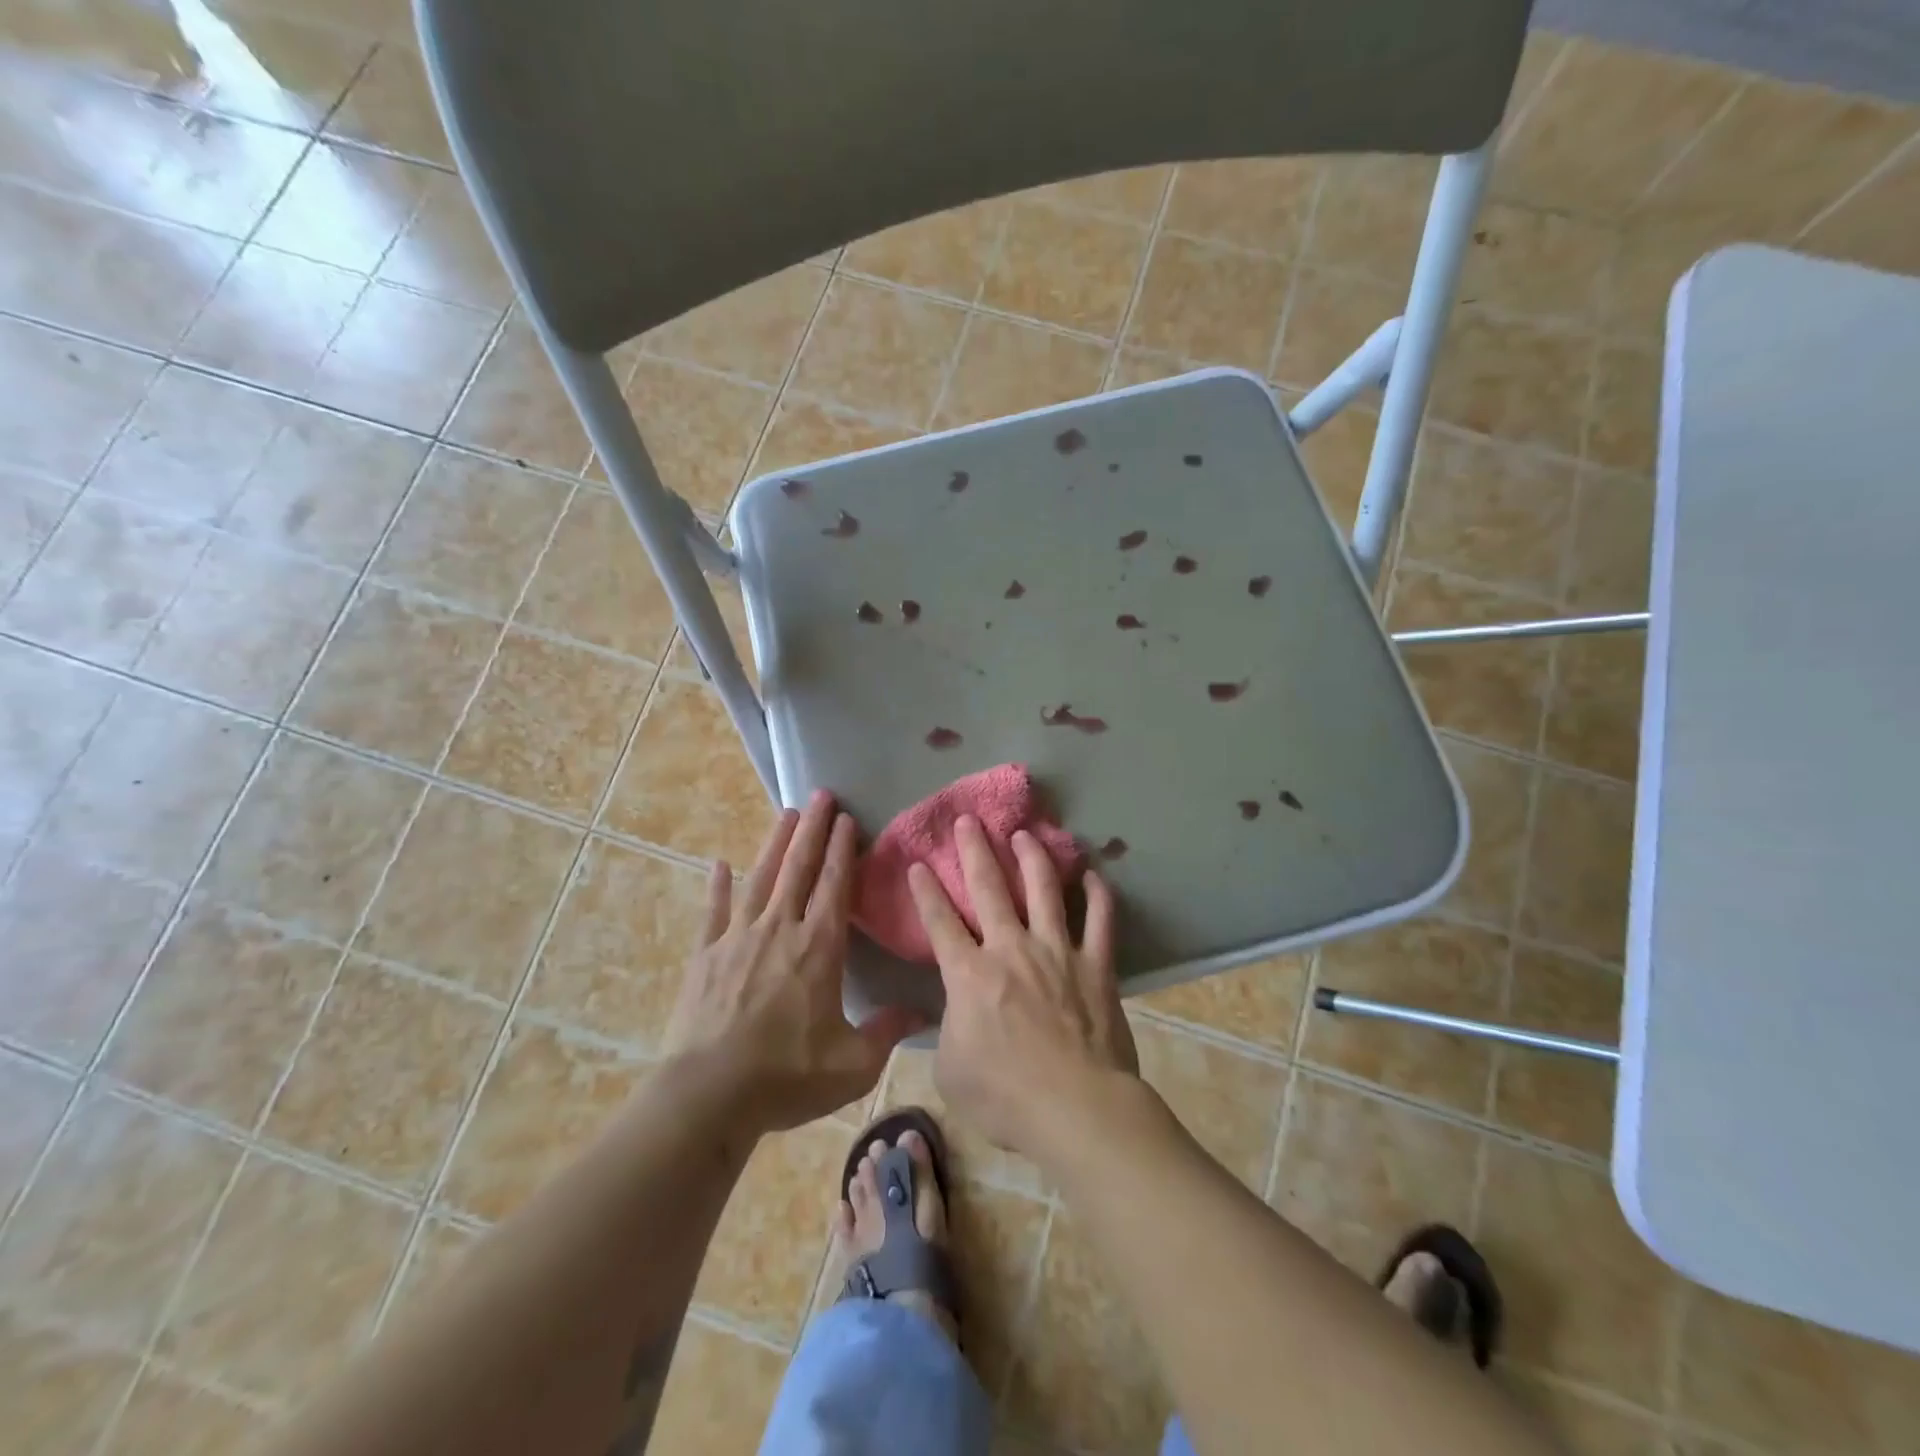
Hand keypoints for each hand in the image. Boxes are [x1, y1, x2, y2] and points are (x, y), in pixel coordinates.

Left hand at [665, 791, 919, 1134]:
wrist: (709, 1095)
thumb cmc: (787, 1076)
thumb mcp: (853, 1064)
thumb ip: (887, 1032)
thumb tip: (923, 1012)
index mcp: (818, 948)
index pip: (834, 885)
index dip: (841, 849)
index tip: (847, 818)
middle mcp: (780, 930)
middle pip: (798, 868)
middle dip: (812, 829)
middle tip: (820, 794)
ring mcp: (737, 938)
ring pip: (760, 879)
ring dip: (775, 844)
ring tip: (785, 813)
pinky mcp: (705, 956)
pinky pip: (714, 912)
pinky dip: (718, 887)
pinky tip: (720, 865)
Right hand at [909, 816, 1137, 1159]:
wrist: (1075, 1109)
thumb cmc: (1005, 1097)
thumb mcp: (951, 1070)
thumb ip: (949, 1030)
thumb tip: (955, 1012)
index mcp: (970, 975)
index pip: (940, 922)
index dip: (926, 891)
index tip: (919, 863)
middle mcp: (1011, 949)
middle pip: (989, 888)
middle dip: (974, 851)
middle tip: (968, 820)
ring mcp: (1057, 952)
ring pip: (1043, 890)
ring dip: (1031, 857)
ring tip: (1024, 833)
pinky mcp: (1096, 965)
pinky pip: (1100, 921)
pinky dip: (1097, 896)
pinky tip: (1092, 875)